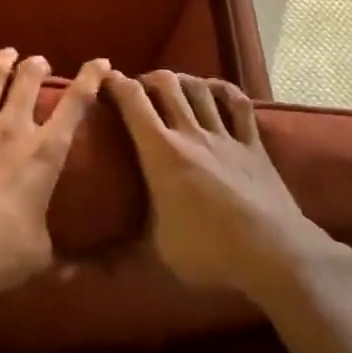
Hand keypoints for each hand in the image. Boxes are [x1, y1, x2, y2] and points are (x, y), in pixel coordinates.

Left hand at [0, 43, 109, 309]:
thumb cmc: (0, 254)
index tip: (100, 63)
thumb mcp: (41, 252)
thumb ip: (53, 242)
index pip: (75, 105)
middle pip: (29, 81)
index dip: (90, 79)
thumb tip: (73, 268)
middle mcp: (14, 128)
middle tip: (38, 63)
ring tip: (7, 53)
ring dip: (3, 60)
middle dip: (37, 66)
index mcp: (46, 153)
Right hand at [105, 70, 343, 299]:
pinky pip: (239, 105)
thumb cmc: (209, 253)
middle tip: (139, 90)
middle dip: (148, 79)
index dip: (115, 84)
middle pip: (167, 85)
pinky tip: (215, 90)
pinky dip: (225, 91)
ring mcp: (225, 136)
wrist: (275, 253)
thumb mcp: (156, 255)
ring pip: (200, 89)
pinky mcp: (253, 145)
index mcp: (161, 153)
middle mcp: (191, 134)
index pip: (133, 102)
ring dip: (183, 80)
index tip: (104, 79)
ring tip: (173, 86)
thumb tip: (76, 274)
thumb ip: (119, 254)